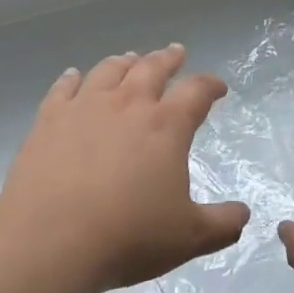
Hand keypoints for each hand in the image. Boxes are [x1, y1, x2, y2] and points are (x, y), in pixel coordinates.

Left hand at [0, 45, 248, 292]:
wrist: (50, 240)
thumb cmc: (127, 236)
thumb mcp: (187, 237)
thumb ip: (221, 224)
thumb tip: (244, 213)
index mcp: (166, 125)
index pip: (196, 91)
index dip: (211, 85)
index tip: (218, 87)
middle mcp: (128, 104)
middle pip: (152, 68)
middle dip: (168, 58)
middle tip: (176, 52)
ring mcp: (85, 107)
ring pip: (109, 70)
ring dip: (125, 61)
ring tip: (130, 58)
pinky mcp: (49, 119)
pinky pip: (63, 88)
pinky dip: (72, 78)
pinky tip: (74, 76)